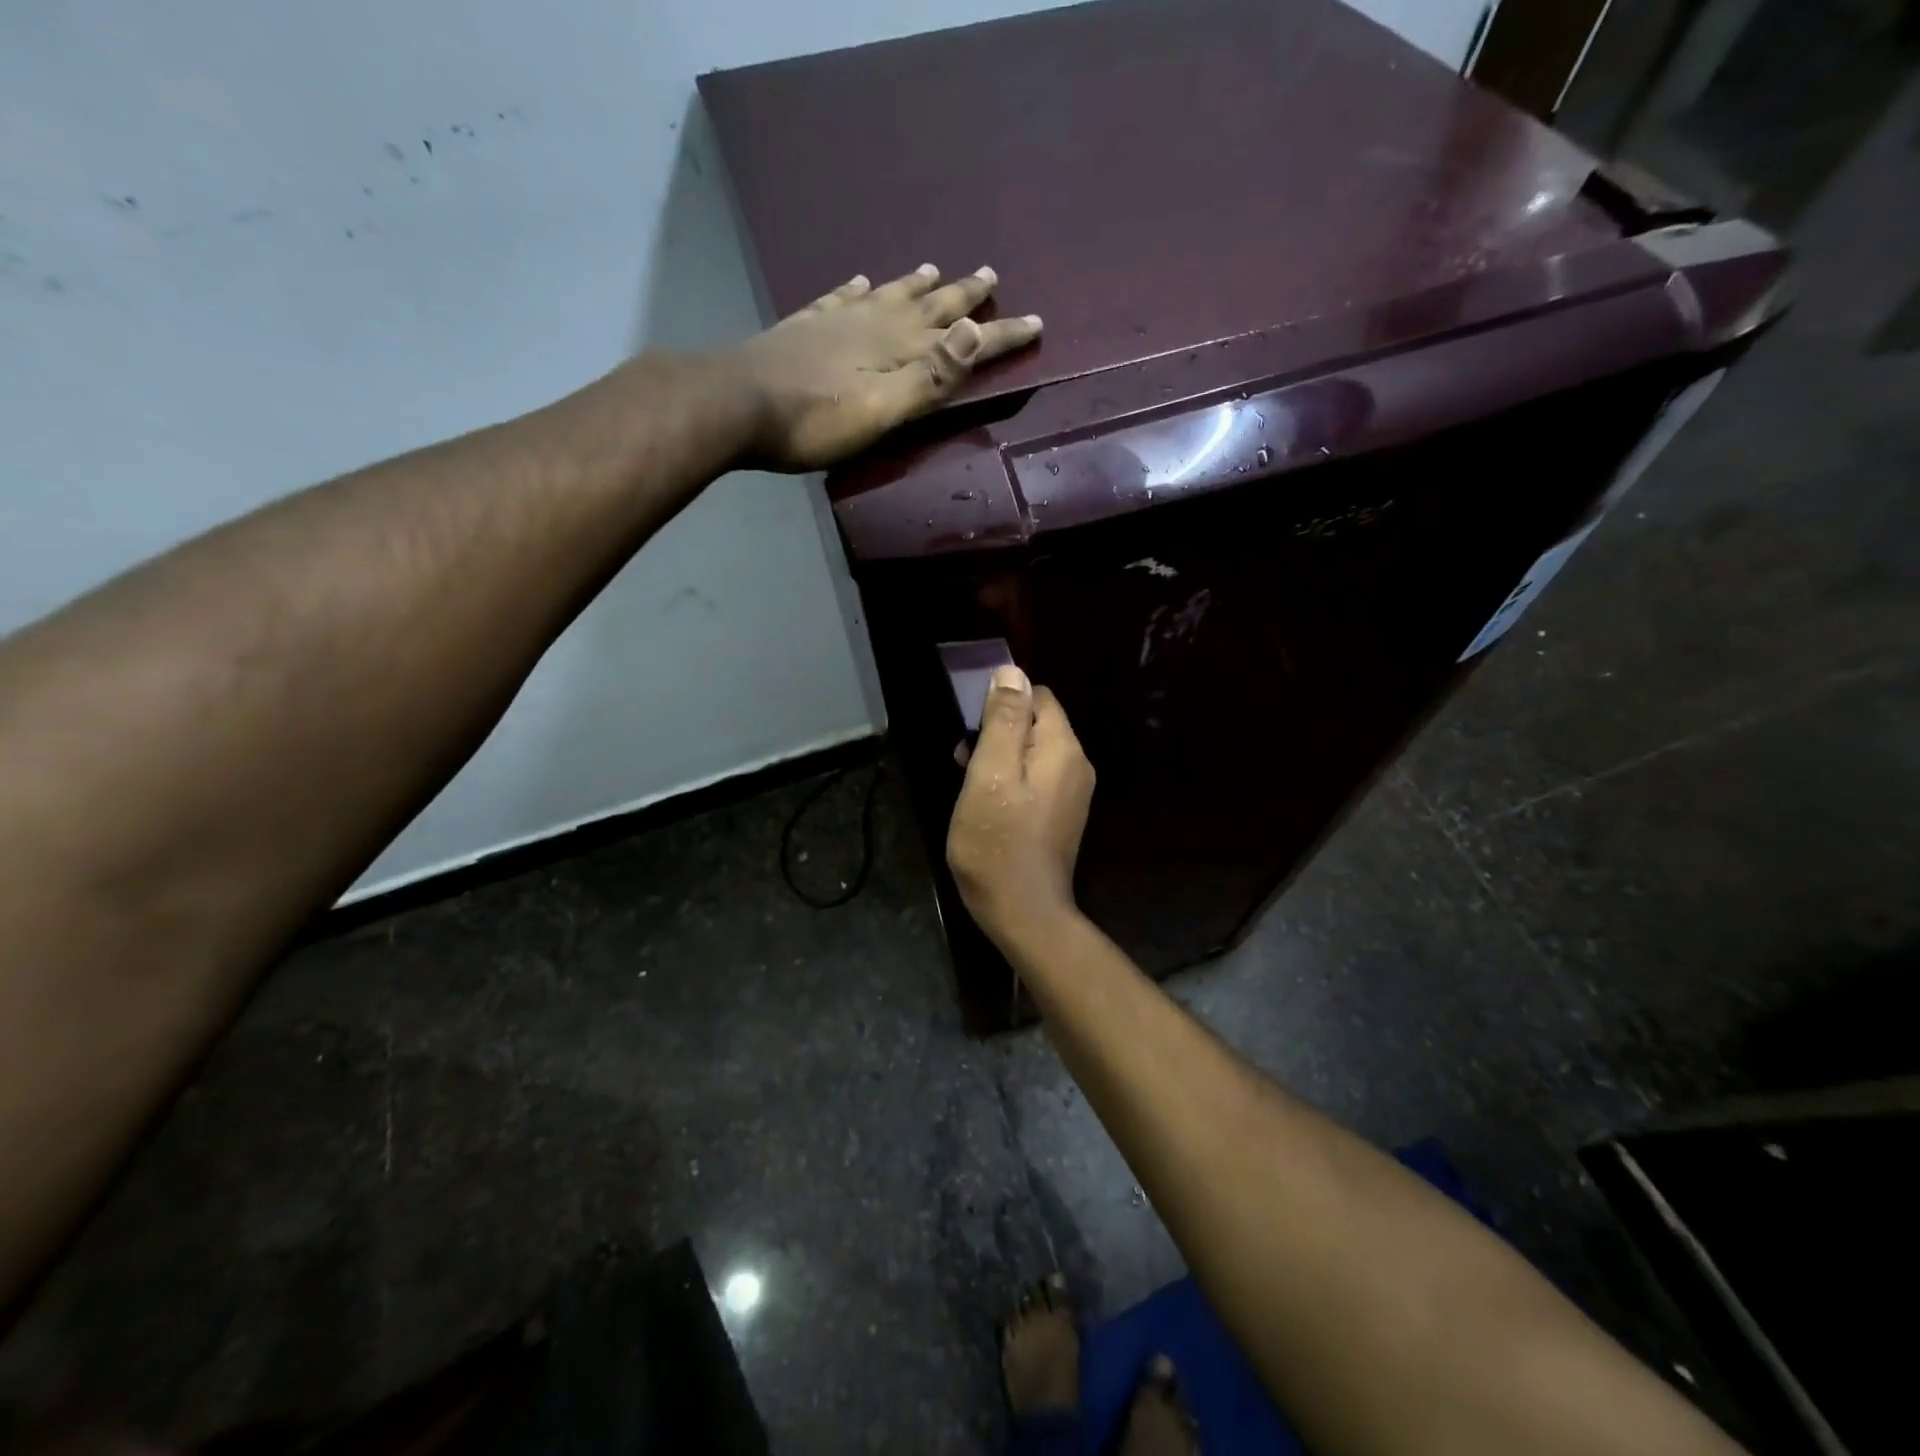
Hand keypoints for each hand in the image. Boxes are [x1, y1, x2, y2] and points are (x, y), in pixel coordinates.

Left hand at [723, 265, 1042, 471]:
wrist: (738, 405)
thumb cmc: (815, 421)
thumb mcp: (882, 410)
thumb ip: (930, 376)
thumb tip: (975, 330)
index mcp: (899, 350)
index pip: (963, 340)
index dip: (1000, 334)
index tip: (1036, 322)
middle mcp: (875, 325)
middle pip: (929, 306)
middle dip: (963, 296)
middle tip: (990, 274)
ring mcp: (838, 320)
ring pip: (888, 294)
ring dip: (916, 284)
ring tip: (934, 269)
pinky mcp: (807, 325)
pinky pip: (842, 297)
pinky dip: (859, 287)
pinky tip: (861, 280)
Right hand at [946, 665, 1094, 948]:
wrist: (1024, 913)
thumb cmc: (998, 843)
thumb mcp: (990, 774)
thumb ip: (1003, 721)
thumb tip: (1012, 672)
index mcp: (1062, 748)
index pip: (1036, 696)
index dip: (1001, 704)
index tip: (972, 732)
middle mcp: (1076, 764)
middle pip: (1035, 723)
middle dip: (997, 733)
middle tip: (965, 763)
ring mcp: (1072, 792)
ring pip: (1032, 752)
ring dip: (1000, 758)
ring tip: (971, 786)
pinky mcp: (1062, 814)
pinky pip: (1036, 779)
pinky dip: (1011, 781)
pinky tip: (988, 804)